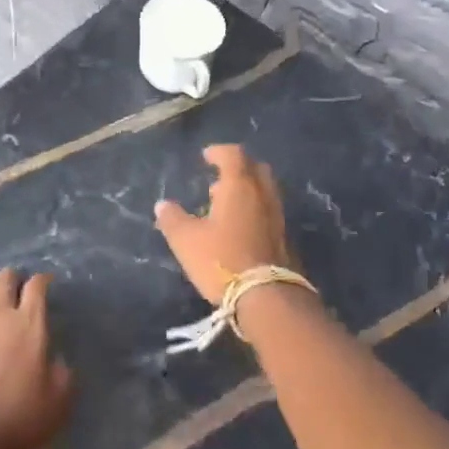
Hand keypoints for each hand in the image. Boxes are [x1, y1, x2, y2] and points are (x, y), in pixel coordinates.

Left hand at [0, 269, 72, 448]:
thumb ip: (62, 374)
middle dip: (12, 279)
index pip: (36, 287)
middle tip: (17, 288)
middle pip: (3, 281)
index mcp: (28, 325)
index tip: (46, 283)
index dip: (42, 281)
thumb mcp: (58, 402)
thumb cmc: (17, 420)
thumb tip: (55, 361)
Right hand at [154, 145, 296, 306]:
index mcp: (239, 186)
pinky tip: (239, 228)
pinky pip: (269, 211)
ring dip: (246, 191)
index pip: (233, 155)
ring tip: (224, 205)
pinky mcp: (285, 237)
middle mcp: (263, 194)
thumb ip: (172, 219)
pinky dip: (254, 209)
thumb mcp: (186, 240)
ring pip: (264, 191)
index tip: (206, 156)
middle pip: (255, 168)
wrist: (267, 296)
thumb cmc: (222, 260)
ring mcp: (278, 216)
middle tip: (218, 179)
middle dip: (237, 168)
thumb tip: (163, 205)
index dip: (219, 152)